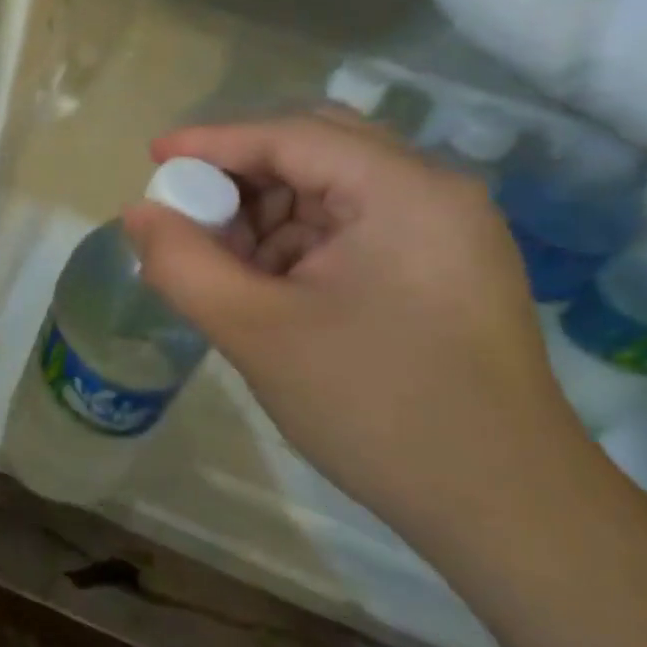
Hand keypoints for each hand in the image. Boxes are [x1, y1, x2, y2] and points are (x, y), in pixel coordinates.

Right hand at [124, 111, 590, 559]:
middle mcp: (434, 192)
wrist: (508, 512)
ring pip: (332, 190)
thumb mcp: (258, 334)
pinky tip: (269, 288)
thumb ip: (184, 265)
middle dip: (242, 178)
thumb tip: (138, 214)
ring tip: (226, 266)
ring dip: (269, 215)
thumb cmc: (378, 409)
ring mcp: (446, 232)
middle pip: (316, 150)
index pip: (291, 135)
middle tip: (190, 215)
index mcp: (404, 190)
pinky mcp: (443, 269)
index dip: (212, 142)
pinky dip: (300, 244)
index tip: (152, 159)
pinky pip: (354, 228)